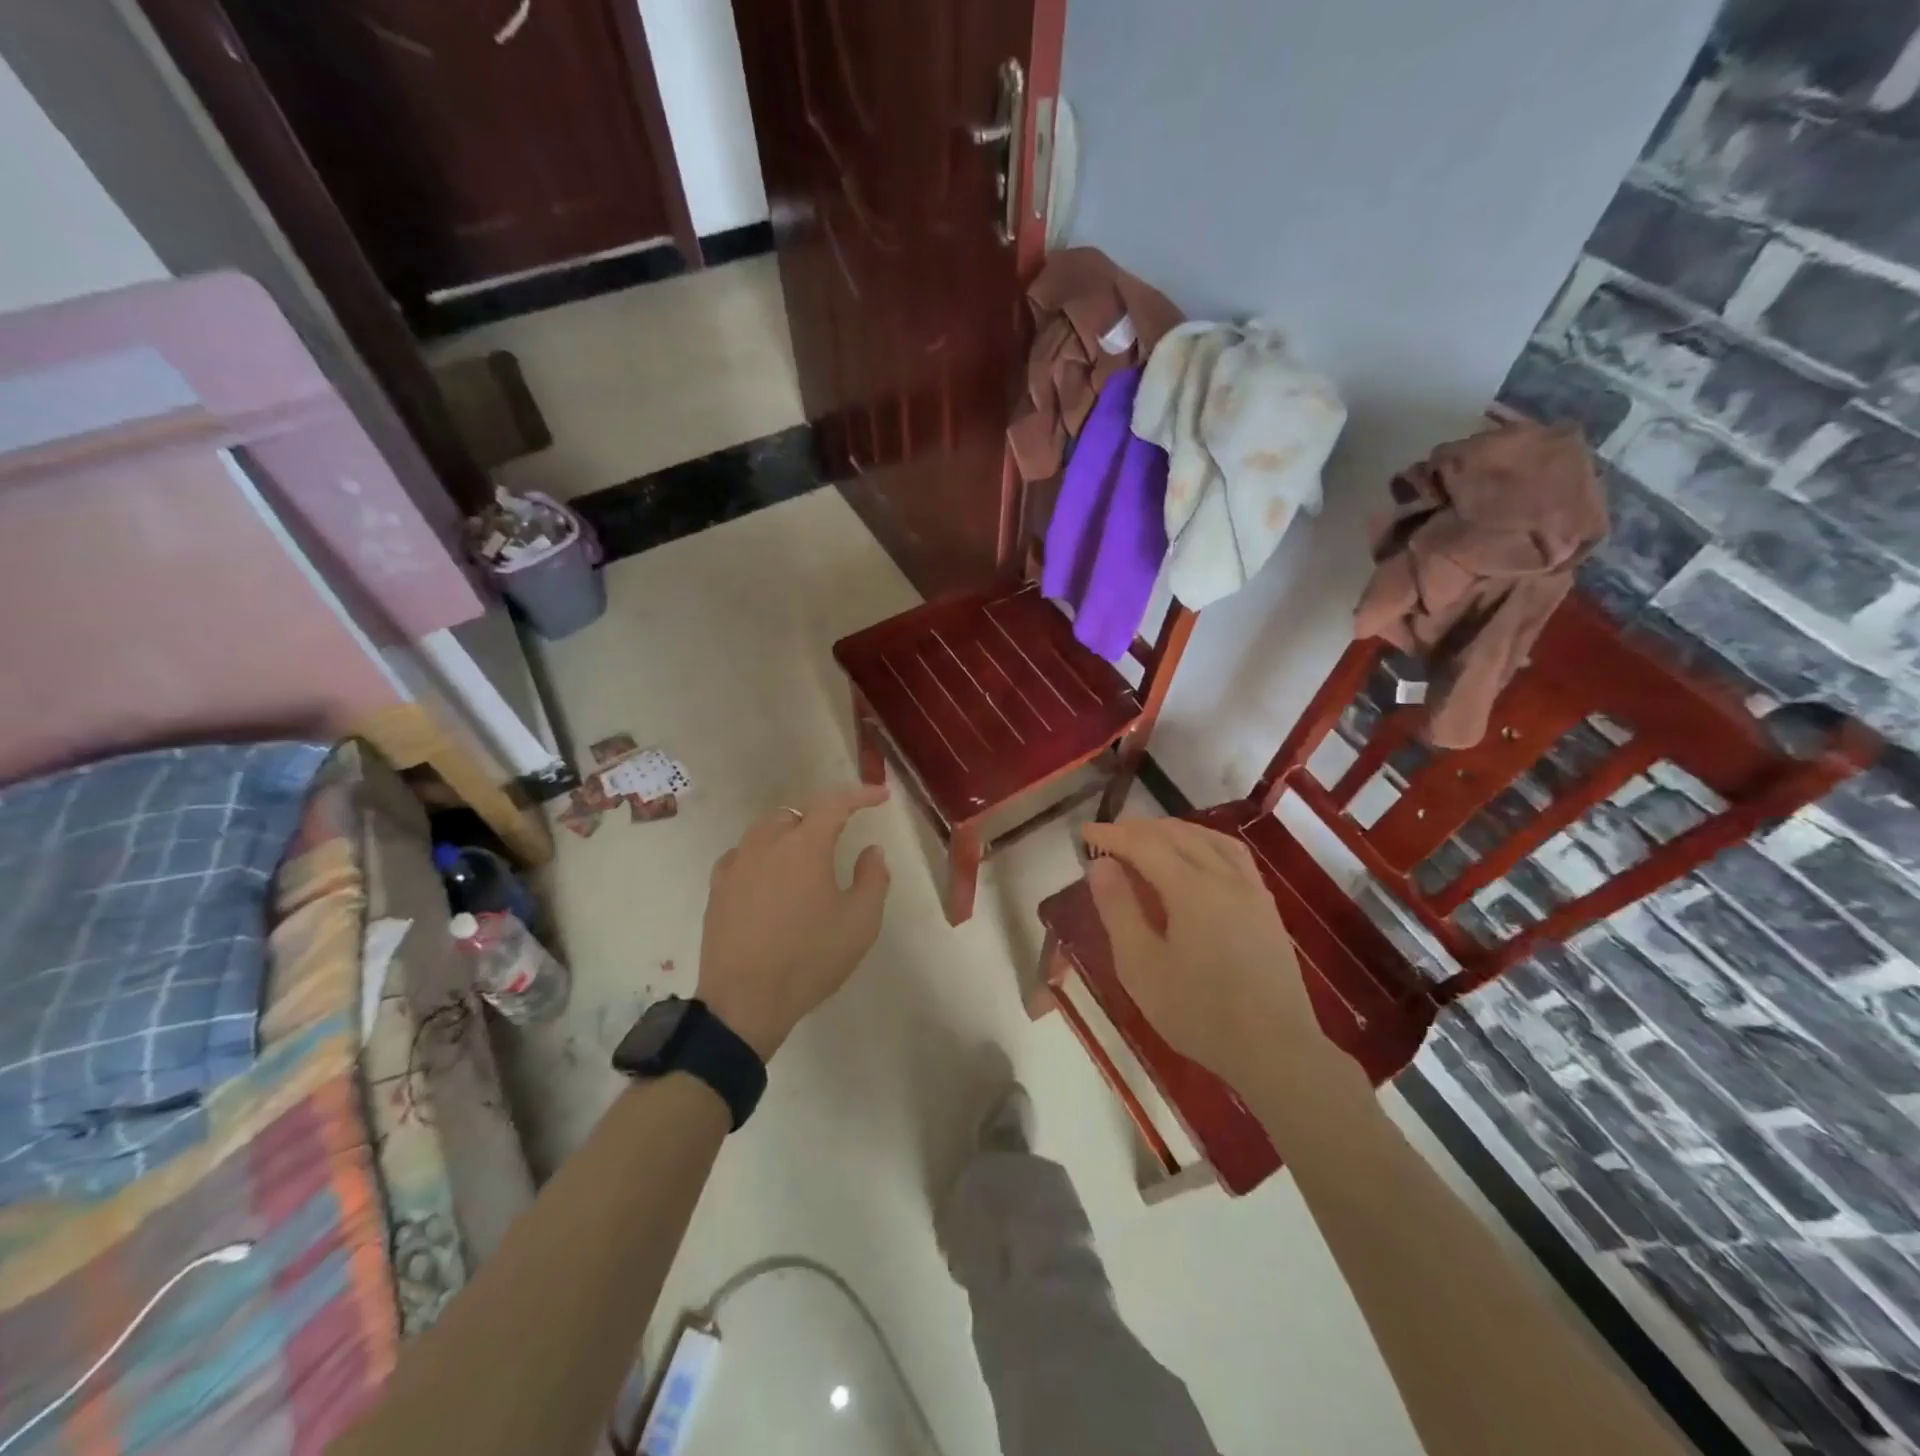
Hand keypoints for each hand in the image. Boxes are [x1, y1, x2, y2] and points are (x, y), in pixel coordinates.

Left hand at [697, 784, 891, 1058]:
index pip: (834, 803)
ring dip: (791, 833)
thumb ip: (873, 878)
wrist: (744, 1002)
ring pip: (766, 830)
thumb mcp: (860, 922)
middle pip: (796, 813)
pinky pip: (743, 855)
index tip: (880, 796)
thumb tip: (871, 850)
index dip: (860, 794)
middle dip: (822, 816)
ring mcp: (737, 865)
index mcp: (804, 846)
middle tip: (842, 833)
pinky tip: (770, 876)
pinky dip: (763, 855)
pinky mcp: (718, 889)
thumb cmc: (810, 959)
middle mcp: (766, 844)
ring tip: (807, 855)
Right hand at [1081, 818, 1321, 1090]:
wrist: (1276, 1050)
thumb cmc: (1198, 1012)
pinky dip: (1205, 842)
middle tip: (1111, 834)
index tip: (1085, 831)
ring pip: (1210, 839)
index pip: (1144, 845)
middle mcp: (1224, 877)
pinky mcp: (1267, 908)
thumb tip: (1101, 864)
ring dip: (1175, 830)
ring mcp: (1251, 890)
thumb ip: (1118, 909)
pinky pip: (1232, 855)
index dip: (1112, 834)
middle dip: (1140, 829)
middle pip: (1178, 835)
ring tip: (1151, 837)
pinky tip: (1198, 858)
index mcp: (1190, 888)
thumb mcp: (1140, 966)